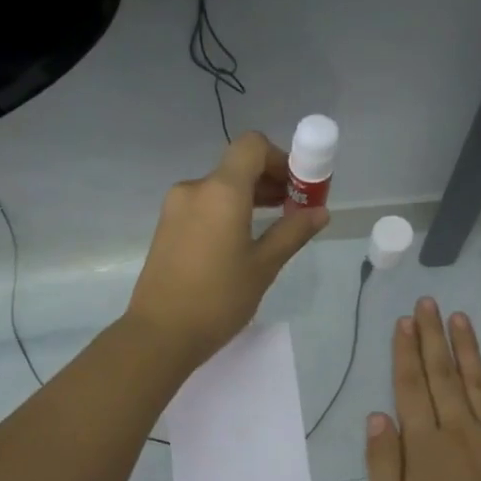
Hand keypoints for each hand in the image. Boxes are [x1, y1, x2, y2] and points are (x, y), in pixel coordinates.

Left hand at [125, 132, 329, 370]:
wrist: (160, 334)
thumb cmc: (218, 299)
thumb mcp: (264, 266)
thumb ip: (292, 232)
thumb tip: (320, 212)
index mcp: (221, 191)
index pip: (252, 146)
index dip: (280, 158)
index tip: (297, 187)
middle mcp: (194, 189)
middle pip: (237, 167)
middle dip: (269, 180)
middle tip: (293, 210)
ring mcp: (175, 208)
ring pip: (219, 188)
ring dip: (248, 198)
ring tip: (270, 229)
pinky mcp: (166, 228)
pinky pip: (203, 206)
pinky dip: (226, 212)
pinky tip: (239, 243)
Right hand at [366, 299, 480, 480]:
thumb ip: (384, 463)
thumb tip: (378, 416)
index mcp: (425, 446)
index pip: (411, 387)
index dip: (406, 352)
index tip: (405, 321)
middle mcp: (461, 432)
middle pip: (443, 376)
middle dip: (433, 337)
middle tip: (429, 303)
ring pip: (480, 385)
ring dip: (468, 350)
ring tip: (460, 318)